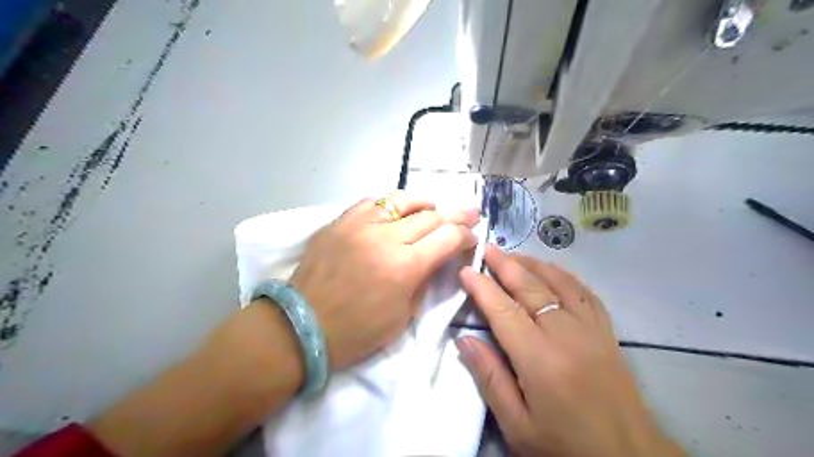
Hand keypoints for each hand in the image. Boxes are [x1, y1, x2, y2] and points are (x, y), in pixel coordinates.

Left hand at [288, 190, 477, 369]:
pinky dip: (390, 205)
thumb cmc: (357, 331)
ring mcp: (359, 225)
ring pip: (402, 200)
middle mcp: (385, 238)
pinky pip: (372, 202)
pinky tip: (395, 213)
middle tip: (468, 214)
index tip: (472, 237)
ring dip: (424, 203)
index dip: (466, 235)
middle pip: (430, 216)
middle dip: (455, 215)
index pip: (448, 238)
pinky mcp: (339, 221)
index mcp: (405, 267)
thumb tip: (438, 257)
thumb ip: (425, 280)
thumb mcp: (403, 315)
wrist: (302, 326)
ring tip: (432, 207)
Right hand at [456, 247, 681, 456]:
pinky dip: (564, 275)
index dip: (482, 288)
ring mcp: (591, 329)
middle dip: (506, 265)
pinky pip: (584, 292)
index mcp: (540, 360)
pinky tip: (552, 271)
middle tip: (488, 249)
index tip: (466, 271)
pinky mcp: (607, 331)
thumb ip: (490, 379)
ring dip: (533, 264)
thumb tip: (463, 340)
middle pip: (531, 288)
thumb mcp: (518, 426)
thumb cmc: (566, 445)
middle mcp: (566, 335)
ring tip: (514, 254)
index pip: (504, 311)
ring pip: (558, 283)